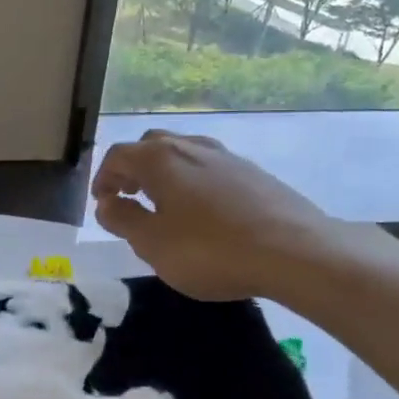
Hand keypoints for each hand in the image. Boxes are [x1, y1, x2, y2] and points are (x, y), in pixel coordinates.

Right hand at [90, 130, 363, 301]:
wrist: (295, 252)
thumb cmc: (210, 250)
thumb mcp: (152, 244)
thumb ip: (123, 220)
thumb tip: (107, 203)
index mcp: (159, 159)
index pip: (118, 156)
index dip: (104, 178)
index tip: (102, 202)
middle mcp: (191, 146)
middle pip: (151, 146)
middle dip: (134, 168)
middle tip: (130, 196)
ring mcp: (227, 157)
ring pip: (184, 154)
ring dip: (165, 174)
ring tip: (165, 205)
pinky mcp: (254, 173)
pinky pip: (211, 169)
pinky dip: (194, 182)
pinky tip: (204, 212)